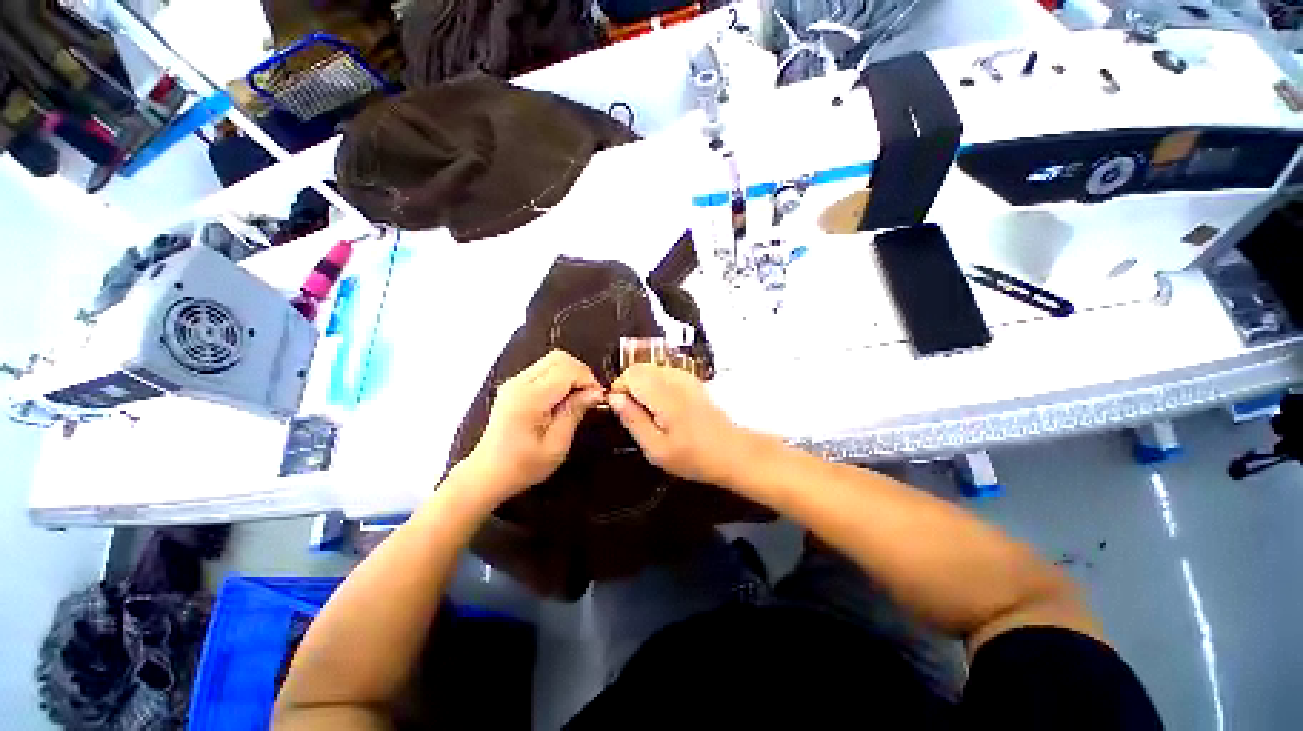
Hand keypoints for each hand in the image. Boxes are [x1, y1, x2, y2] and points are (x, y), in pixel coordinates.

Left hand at [460, 350, 605, 502]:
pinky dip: (561, 377)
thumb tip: (596, 392)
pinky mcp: (515, 385)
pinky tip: (564, 399)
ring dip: (572, 374)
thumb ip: (575, 412)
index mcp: (529, 398)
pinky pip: (545, 369)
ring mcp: (515, 381)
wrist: (488, 474)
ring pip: (553, 360)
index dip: (588, 380)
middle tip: (590, 396)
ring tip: (579, 399)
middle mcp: (519, 383)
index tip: (597, 399)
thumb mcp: (557, 445)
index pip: (567, 369)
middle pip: (559, 358)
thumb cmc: (523, 466)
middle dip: (581, 373)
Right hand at [608, 364, 755, 485]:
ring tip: (650, 412)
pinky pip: (664, 373)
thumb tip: (614, 399)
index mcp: (664, 395)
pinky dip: (656, 385)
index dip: (619, 389)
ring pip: (651, 368)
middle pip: (639, 368)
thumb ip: (632, 420)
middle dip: (629, 386)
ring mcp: (685, 377)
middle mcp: (674, 379)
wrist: (730, 451)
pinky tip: (664, 406)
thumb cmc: (693, 456)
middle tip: (634, 413)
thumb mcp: (655, 448)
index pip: (630, 374)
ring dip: (643, 385)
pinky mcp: (692, 380)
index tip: (622, 410)